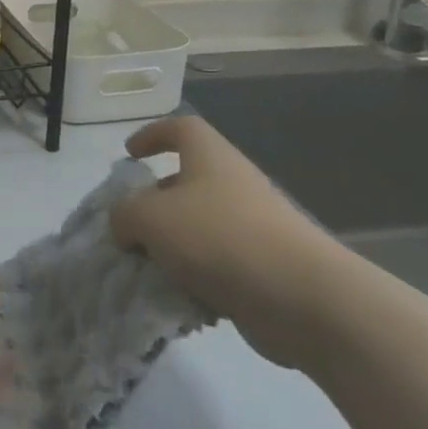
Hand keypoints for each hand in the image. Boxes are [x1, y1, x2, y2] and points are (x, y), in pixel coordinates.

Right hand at [111, 116, 351, 367]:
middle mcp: (233, 183)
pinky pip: (218, 265)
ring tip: (147, 270)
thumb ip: (125, 215)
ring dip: (172, 247)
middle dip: (155, 204)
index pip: (181, 128)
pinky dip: (197, 279)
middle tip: (130, 227)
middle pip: (187, 182)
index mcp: (209, 157)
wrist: (302, 297)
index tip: (129, 155)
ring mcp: (253, 226)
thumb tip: (125, 224)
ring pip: (200, 228)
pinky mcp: (264, 267)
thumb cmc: (219, 237)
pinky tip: (181, 300)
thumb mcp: (151, 218)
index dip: (152, 135)